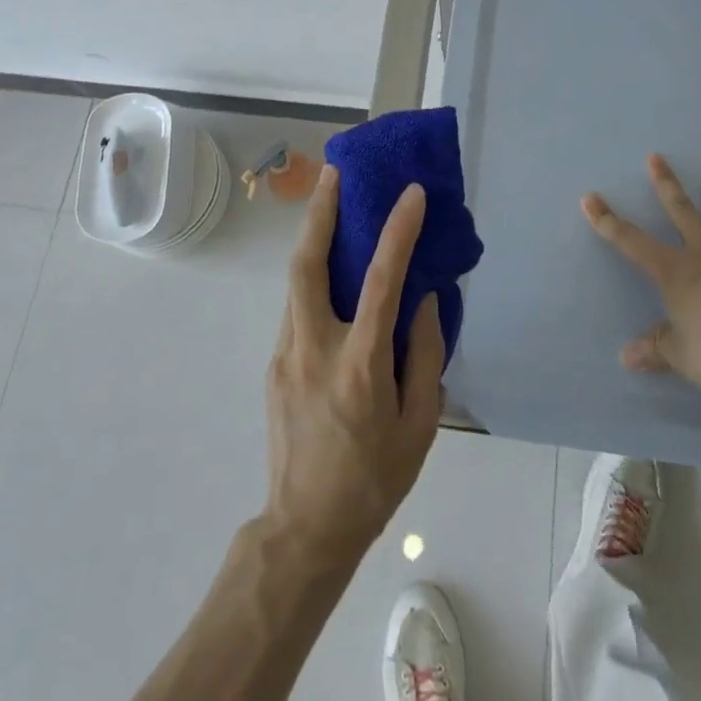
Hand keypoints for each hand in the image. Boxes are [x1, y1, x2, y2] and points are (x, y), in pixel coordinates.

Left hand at [262, 167, 443, 566]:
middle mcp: (314, 349)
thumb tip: (425, 300)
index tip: (412, 193)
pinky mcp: (275, 365)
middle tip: (335, 172)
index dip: (398, 231)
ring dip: (314, 239)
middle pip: (306, 264)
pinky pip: (297, 308)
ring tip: (334, 207)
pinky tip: (334, 276)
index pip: (381, 282)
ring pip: (296, 281)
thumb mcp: (420, 425)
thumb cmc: (374, 480)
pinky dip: (314, 278)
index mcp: (359, 366)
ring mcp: (286, 355)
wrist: (305, 528)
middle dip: (319, 212)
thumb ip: (425, 355)